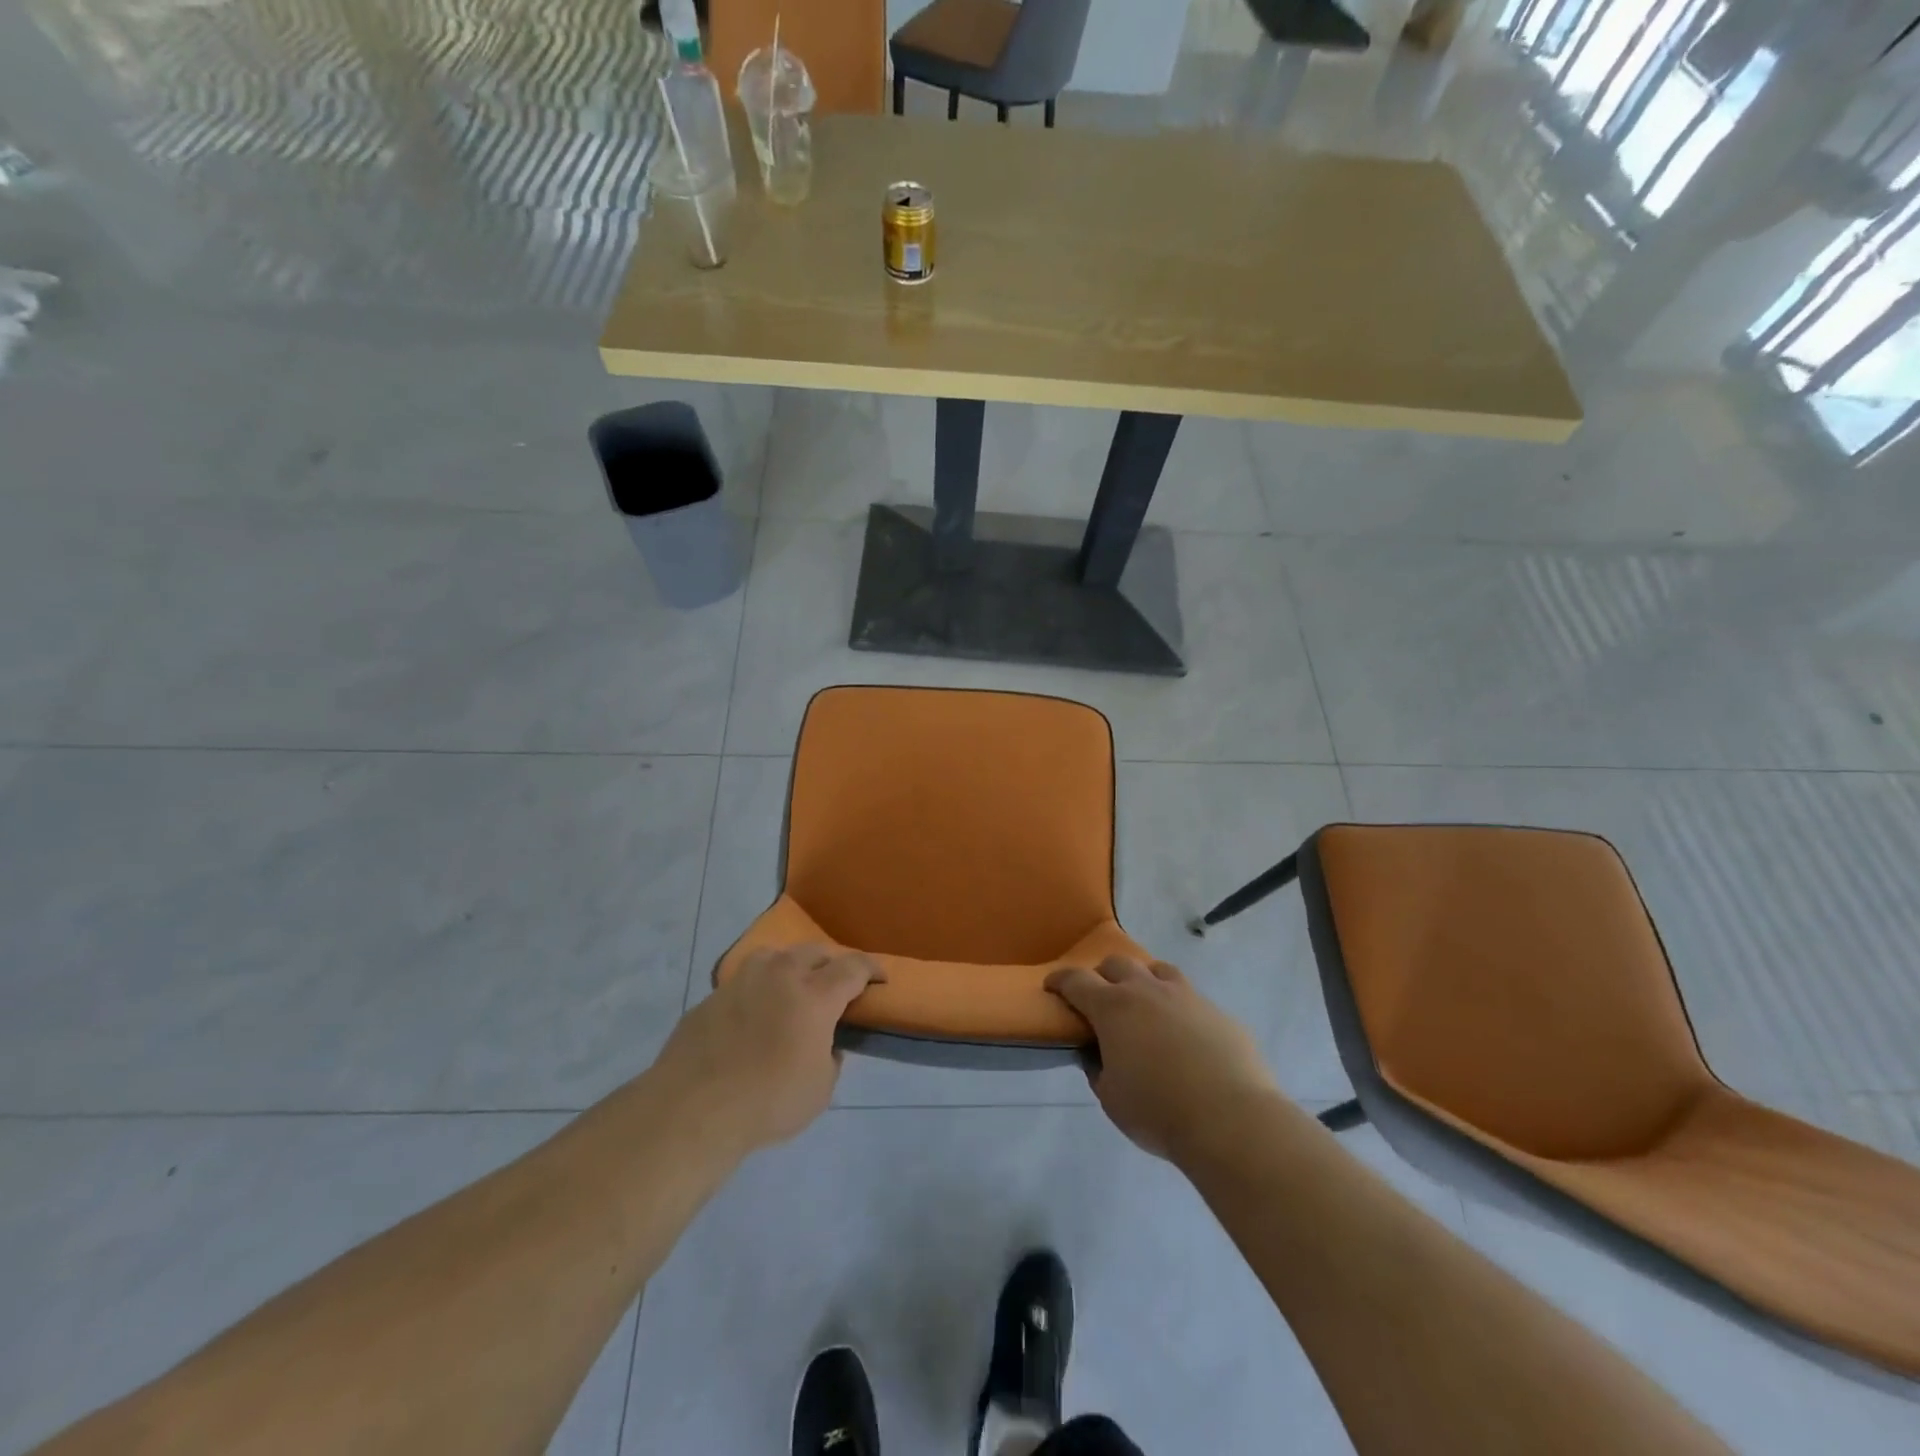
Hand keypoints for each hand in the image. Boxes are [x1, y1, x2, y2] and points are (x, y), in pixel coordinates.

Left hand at [655, 944, 883, 1153]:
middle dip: (832, 964)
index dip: (871, 969)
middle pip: (814, 952)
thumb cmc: (768, 1101)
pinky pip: (744, 982)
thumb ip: (830, 1059)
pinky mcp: (712, 997)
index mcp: (815, 995)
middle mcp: (781, 975)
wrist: (693, 1109)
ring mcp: (742, 981)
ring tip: (792, 986)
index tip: (880, 977)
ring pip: (775, 956)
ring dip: (791, 966)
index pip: (853, 967)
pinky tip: (752, 1015)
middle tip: (837, 983)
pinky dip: (757, 990)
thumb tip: (825, 1045)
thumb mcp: (820, 1090)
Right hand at [1046, 956, 1277, 1160]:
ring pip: (1158, 970)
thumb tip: (1099, 1055)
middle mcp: (1147, 990)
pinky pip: (1192, 999)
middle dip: (1103, 976)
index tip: (1052, 986)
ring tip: (1144, 1003)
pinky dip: (1179, 1008)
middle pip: (1118, 964)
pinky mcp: (1218, 1013)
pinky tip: (1185, 1035)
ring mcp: (1187, 997)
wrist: (1231, 1119)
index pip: (1076, 981)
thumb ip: (1099, 1069)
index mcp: (1113, 1008)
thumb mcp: (1111, 1098)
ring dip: (1144, 980)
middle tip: (1100, 998)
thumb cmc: (1158, 1111)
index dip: (1060, 981)